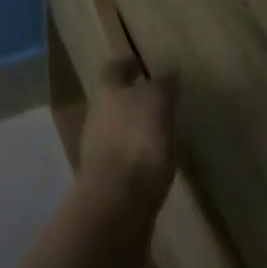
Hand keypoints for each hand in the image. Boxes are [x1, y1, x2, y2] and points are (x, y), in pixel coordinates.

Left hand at [79, 58, 179, 212]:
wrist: (117, 202)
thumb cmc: (137, 141)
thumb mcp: (157, 103)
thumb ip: (163, 86)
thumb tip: (169, 73)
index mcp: (107, 90)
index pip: (114, 68)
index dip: (127, 64)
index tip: (142, 65)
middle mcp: (97, 114)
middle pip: (113, 99)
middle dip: (132, 99)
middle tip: (157, 103)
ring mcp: (98, 149)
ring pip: (118, 130)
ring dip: (135, 130)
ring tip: (162, 136)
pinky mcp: (107, 181)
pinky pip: (124, 160)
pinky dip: (137, 159)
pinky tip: (155, 167)